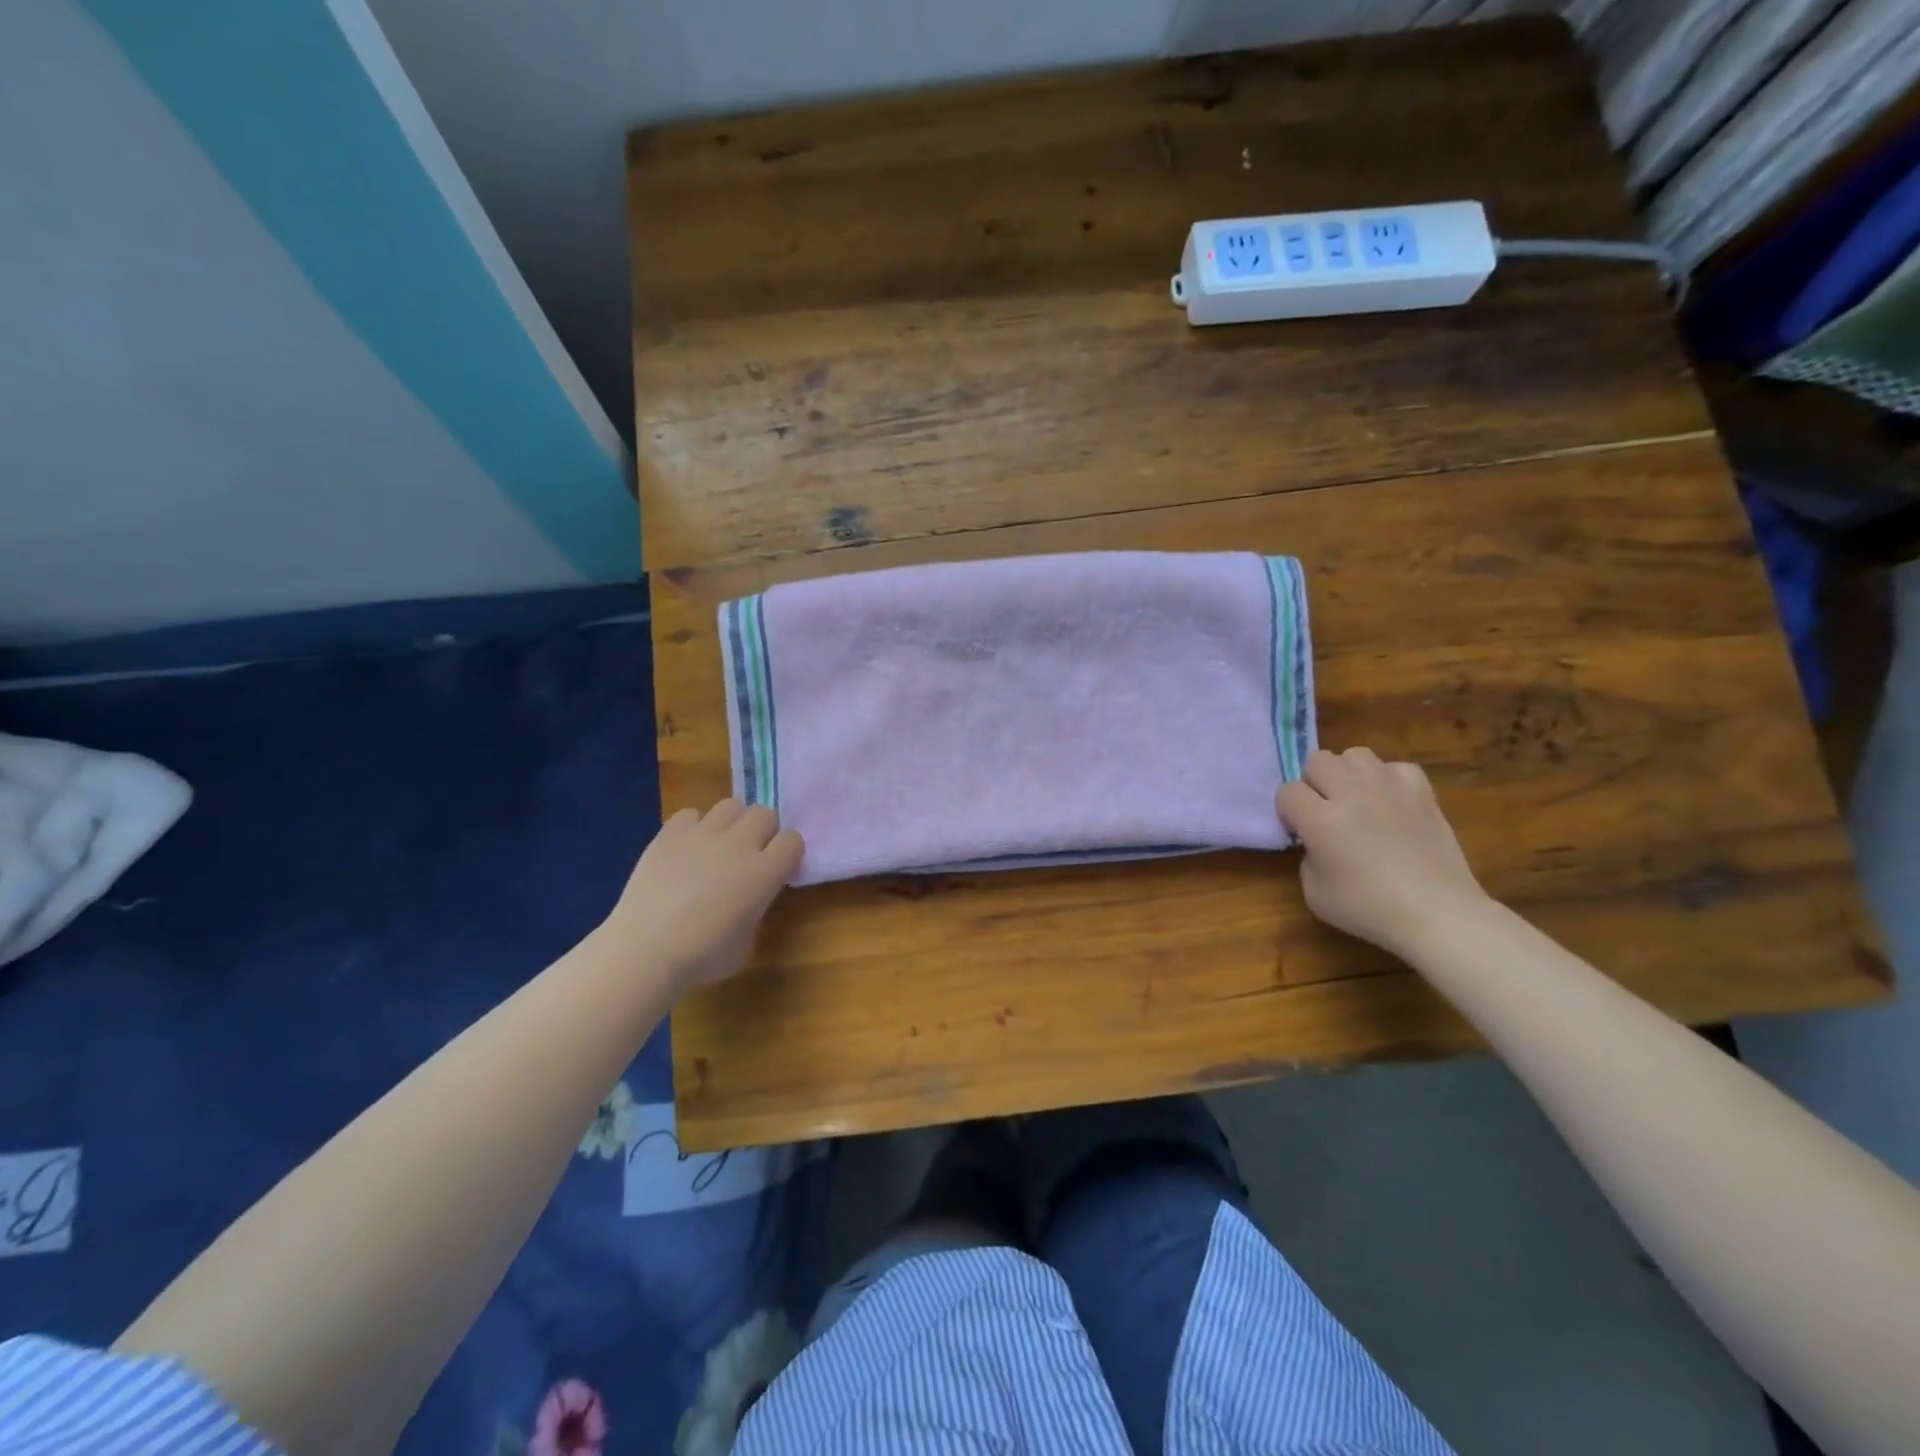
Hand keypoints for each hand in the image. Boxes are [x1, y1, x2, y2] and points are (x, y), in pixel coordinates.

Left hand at [606, 799, 804, 990]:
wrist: (644, 951)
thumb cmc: (701, 957)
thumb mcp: (747, 940)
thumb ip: (757, 908)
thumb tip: (750, 897)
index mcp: (764, 873)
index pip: (792, 839)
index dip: (786, 852)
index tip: (777, 868)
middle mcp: (739, 845)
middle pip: (764, 814)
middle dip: (762, 831)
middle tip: (747, 855)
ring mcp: (703, 834)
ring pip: (731, 805)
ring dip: (731, 823)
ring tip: (717, 845)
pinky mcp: (670, 833)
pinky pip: (691, 814)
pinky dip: (693, 827)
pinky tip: (685, 849)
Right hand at [1276, 748, 1488, 956]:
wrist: (1438, 914)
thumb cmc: (1370, 909)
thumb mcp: (1314, 891)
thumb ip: (1307, 855)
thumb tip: (1317, 840)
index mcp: (1321, 820)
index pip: (1288, 791)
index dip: (1288, 811)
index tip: (1299, 832)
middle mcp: (1352, 793)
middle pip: (1317, 760)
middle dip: (1313, 783)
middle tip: (1324, 811)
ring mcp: (1390, 787)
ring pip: (1355, 754)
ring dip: (1348, 774)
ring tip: (1356, 800)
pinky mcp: (1422, 791)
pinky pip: (1395, 767)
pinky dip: (1388, 780)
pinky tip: (1390, 803)